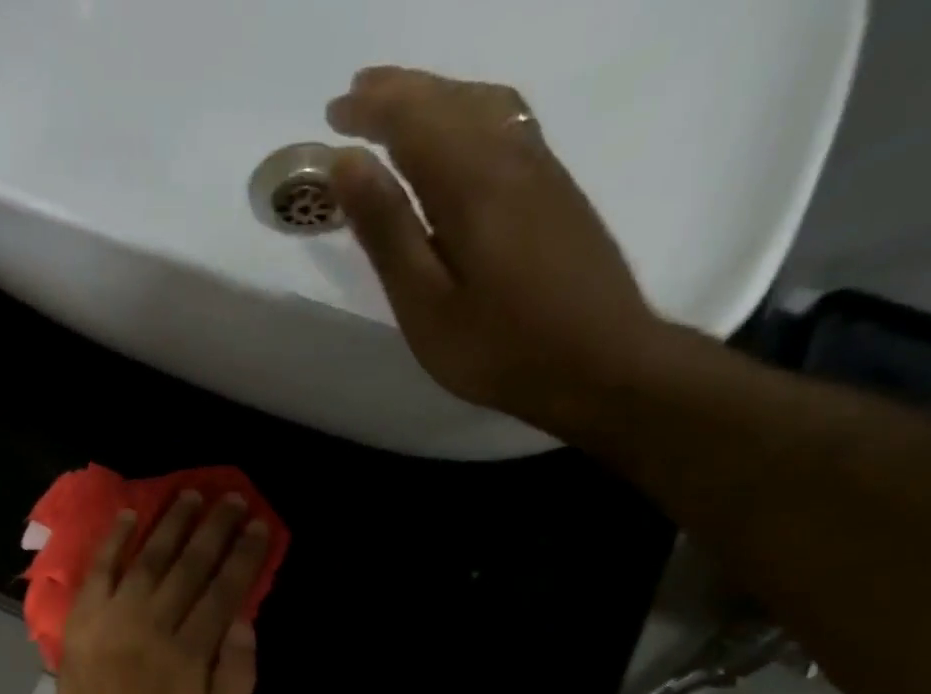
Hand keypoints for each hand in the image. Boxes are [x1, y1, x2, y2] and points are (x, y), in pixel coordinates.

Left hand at [53, 492, 270, 693]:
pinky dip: (113, 539)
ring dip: (171, 522)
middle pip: (190, 565)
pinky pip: (100, 568)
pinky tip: (129, 513)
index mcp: (191, 651)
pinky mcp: (84, 617)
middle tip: (231, 498)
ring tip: (190, 493)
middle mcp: (154, 624)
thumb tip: (243, 619)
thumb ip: (238, 673)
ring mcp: (115, 616)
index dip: (244, 555)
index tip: (258, 525)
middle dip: (214, 528)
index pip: (223, 590)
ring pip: (148, 558)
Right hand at [326, 67, 673, 436]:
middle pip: (449, 100)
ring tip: (402, 106)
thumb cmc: (498, 348)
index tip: (332, 113)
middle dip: (399, 93)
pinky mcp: (558, 189)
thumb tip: (346, 161)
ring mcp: (541, 167)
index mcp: (470, 181)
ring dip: (437, 95)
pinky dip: (471, 110)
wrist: (598, 363)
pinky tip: (462, 132)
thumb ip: (387, 230)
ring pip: (484, 103)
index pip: (412, 120)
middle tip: (357, 95)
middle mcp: (509, 155)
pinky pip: (509, 122)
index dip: (370, 111)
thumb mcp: (425, 303)